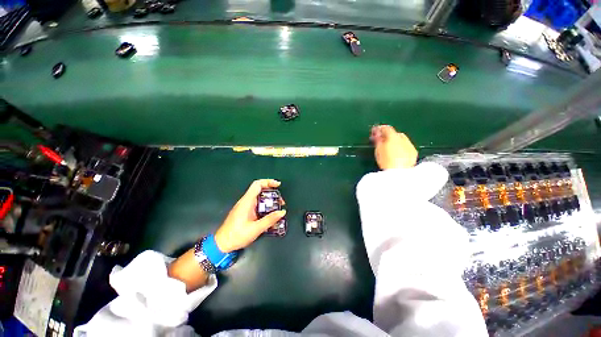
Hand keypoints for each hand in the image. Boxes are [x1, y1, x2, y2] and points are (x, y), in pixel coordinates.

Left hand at [214, 179, 285, 252]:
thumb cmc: (236, 235)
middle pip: (260, 190)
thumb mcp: (255, 229)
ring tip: (278, 209)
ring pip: (260, 198)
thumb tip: (282, 212)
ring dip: (270, 201)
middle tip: (281, 202)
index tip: (278, 185)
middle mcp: (246, 201)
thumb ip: (270, 220)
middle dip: (272, 194)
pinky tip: (271, 215)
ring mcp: (245, 207)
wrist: (222, 244)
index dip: (268, 182)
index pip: (257, 185)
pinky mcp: (246, 212)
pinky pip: (258, 205)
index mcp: (246, 202)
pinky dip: (266, 207)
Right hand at [370, 125, 417, 169]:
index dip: (380, 129)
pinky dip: (401, 147)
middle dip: (389, 135)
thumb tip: (376, 132)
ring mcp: (410, 146)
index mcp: (393, 136)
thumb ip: (377, 139)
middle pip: (396, 134)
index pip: (387, 128)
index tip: (375, 131)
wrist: (399, 173)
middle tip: (382, 141)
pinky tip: (397, 153)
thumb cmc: (386, 161)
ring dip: (396, 141)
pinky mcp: (414, 153)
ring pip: (402, 140)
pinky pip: (407, 146)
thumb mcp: (378, 150)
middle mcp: (403, 139)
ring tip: (389, 148)